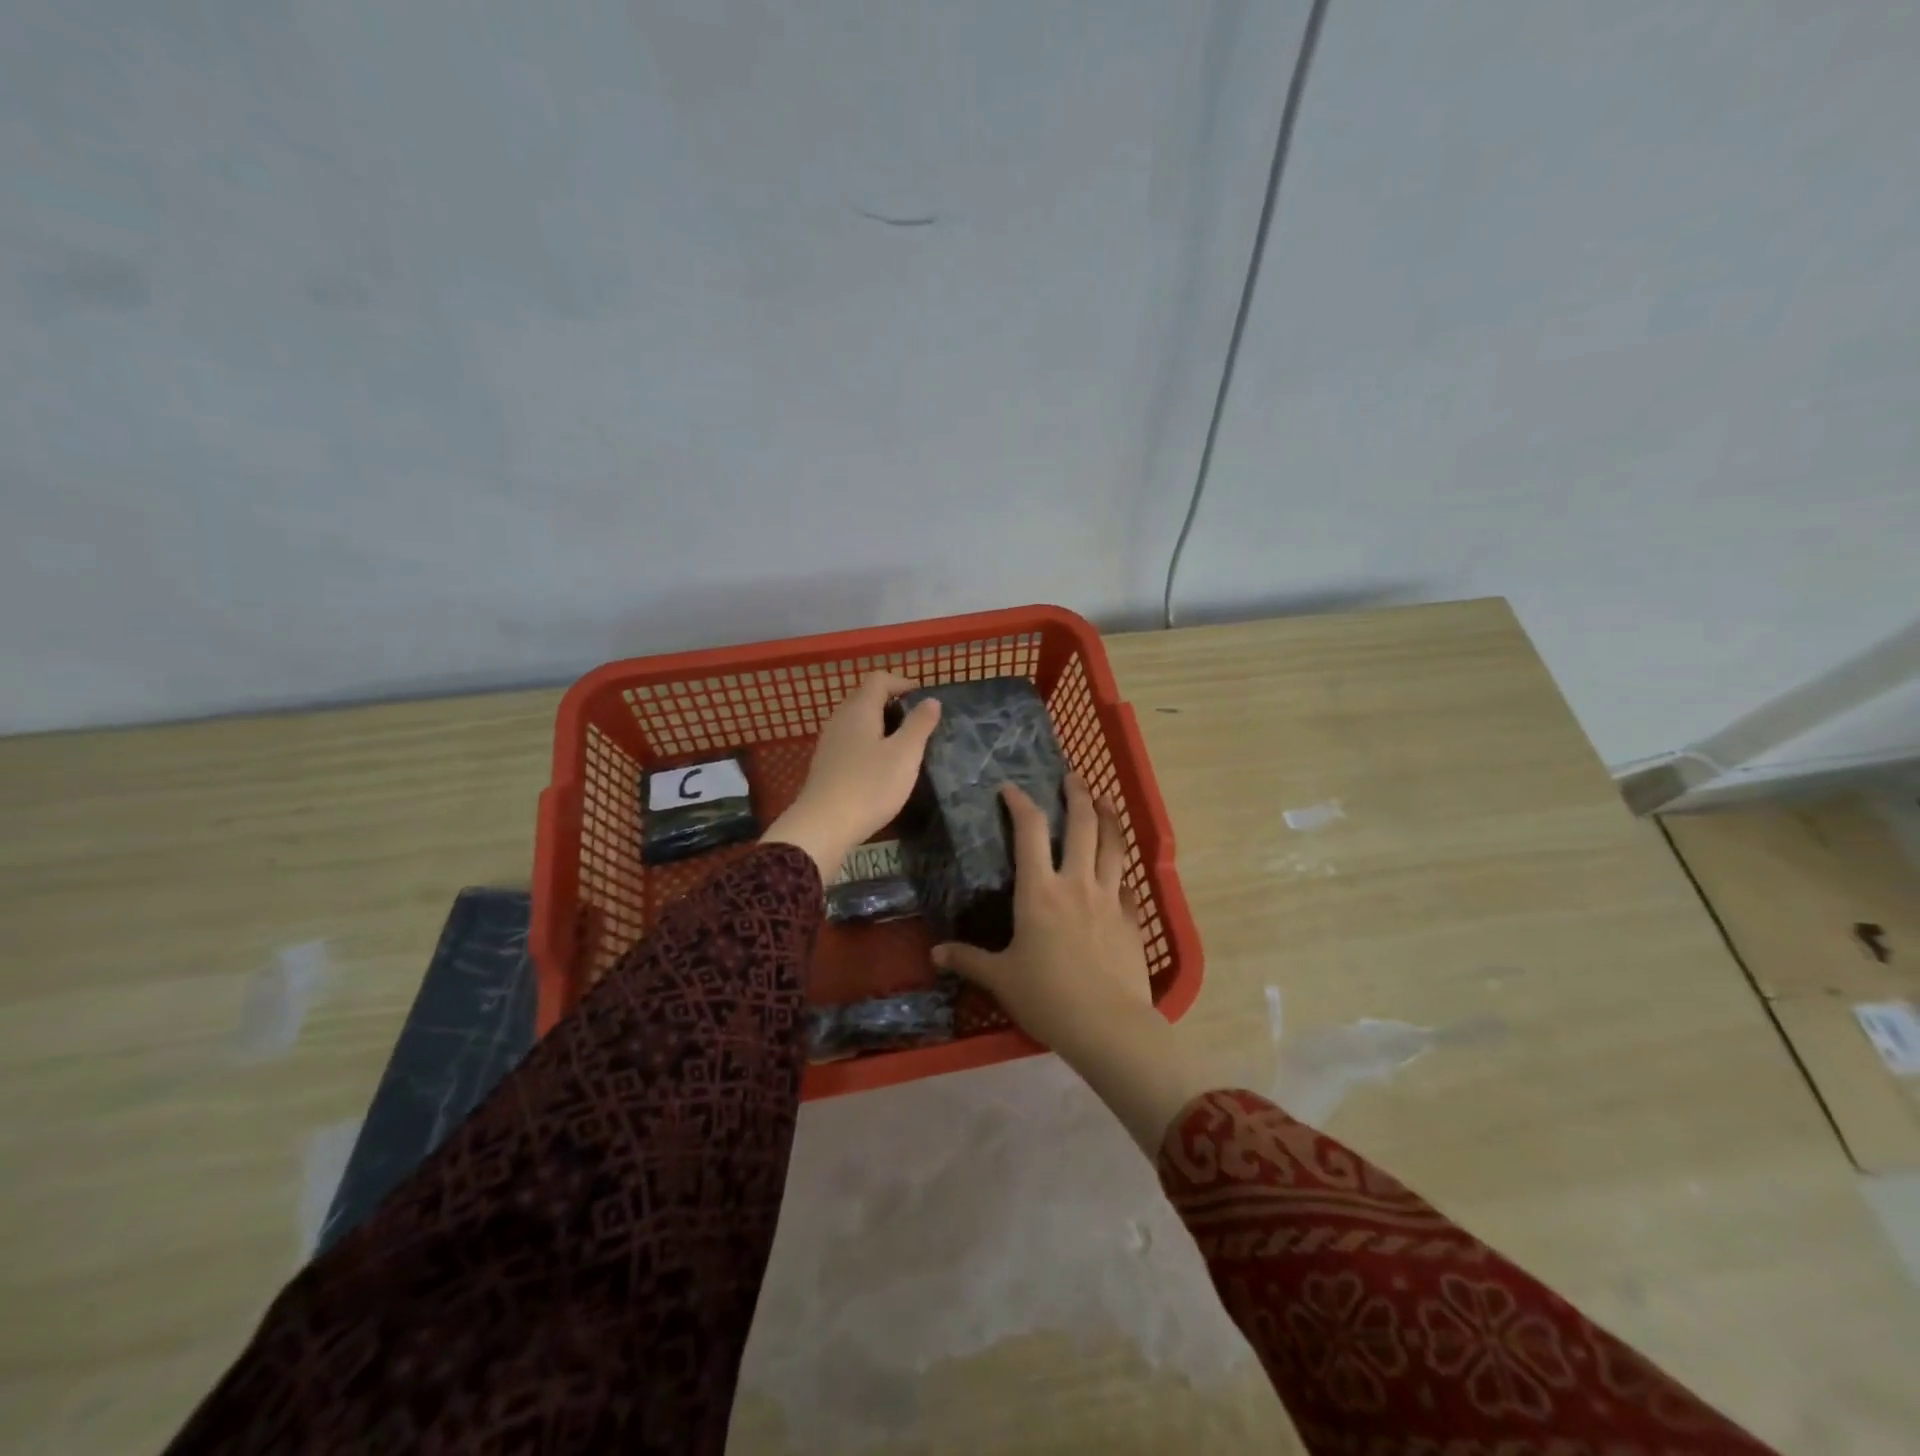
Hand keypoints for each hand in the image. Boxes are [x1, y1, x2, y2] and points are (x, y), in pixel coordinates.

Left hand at [763, 672, 940, 878]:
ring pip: (857, 720)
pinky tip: (880, 766)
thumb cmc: (870, 786)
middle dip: (892, 702)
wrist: (823, 825)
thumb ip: (919, 724)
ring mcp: (829, 742)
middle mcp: (840, 719)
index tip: (923, 698)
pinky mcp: (826, 764)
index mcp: (860, 709)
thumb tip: (931, 700)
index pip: (879, 679)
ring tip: (902, 744)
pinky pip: (850, 740)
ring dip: (880, 724)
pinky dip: (868, 743)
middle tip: (916, 721)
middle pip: (865, 697)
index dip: (902, 682)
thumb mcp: (905, 754)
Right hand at [932, 773, 1151, 1050]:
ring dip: (1109, 817)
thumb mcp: (1001, 978)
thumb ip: (969, 960)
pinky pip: (1127, 884)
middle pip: (1082, 825)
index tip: (1011, 788)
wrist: (1108, 1024)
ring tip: (1106, 801)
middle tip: (1073, 777)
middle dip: (1077, 794)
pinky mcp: (1131, 919)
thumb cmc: (1047, 997)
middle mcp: (1076, 883)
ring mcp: (1109, 898)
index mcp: (1039, 891)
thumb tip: (935, 953)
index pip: (1029, 831)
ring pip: (1113, 845)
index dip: (1020, 803)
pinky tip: (1120, 870)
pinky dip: (1121, 870)